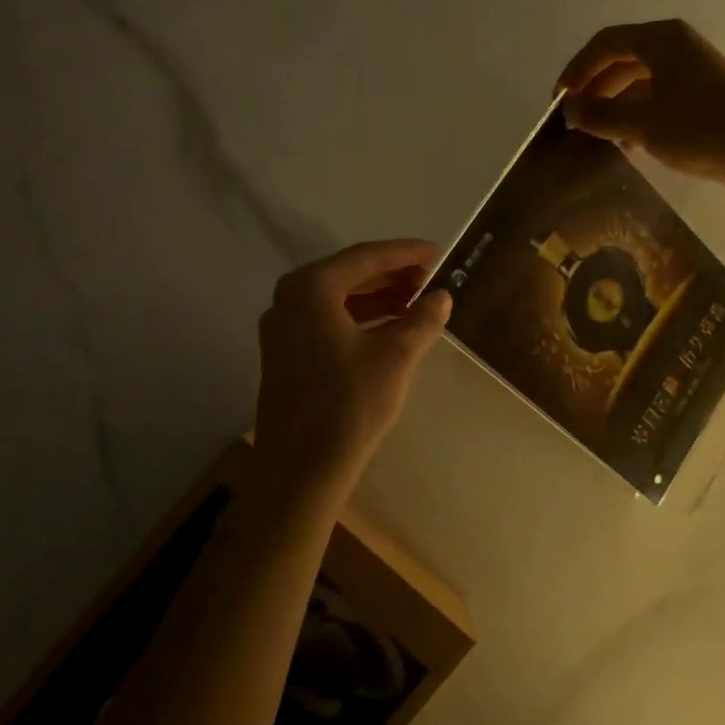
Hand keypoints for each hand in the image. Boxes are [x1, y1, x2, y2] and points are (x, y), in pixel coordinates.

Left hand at [253, 239, 452, 497]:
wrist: (300, 471)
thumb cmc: (349, 404)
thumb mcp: (396, 356)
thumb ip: (422, 318)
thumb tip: (441, 296)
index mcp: (311, 288)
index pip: (366, 257)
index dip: (406, 253)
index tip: (439, 253)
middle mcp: (290, 298)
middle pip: (349, 274)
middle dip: (393, 275)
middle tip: (432, 279)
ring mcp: (282, 327)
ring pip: (338, 299)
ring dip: (378, 298)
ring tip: (418, 303)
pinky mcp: (285, 354)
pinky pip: (327, 321)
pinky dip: (360, 319)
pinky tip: (390, 329)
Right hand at [556, 20, 724, 201]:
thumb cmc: (701, 129)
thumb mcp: (642, 123)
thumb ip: (600, 114)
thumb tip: (568, 109)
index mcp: (661, 40)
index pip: (605, 43)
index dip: (576, 70)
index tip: (558, 101)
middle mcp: (677, 48)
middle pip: (622, 61)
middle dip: (594, 89)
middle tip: (574, 119)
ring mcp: (693, 74)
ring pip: (640, 83)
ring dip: (615, 106)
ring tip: (596, 135)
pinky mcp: (704, 99)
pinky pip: (659, 100)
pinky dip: (638, 117)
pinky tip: (627, 145)